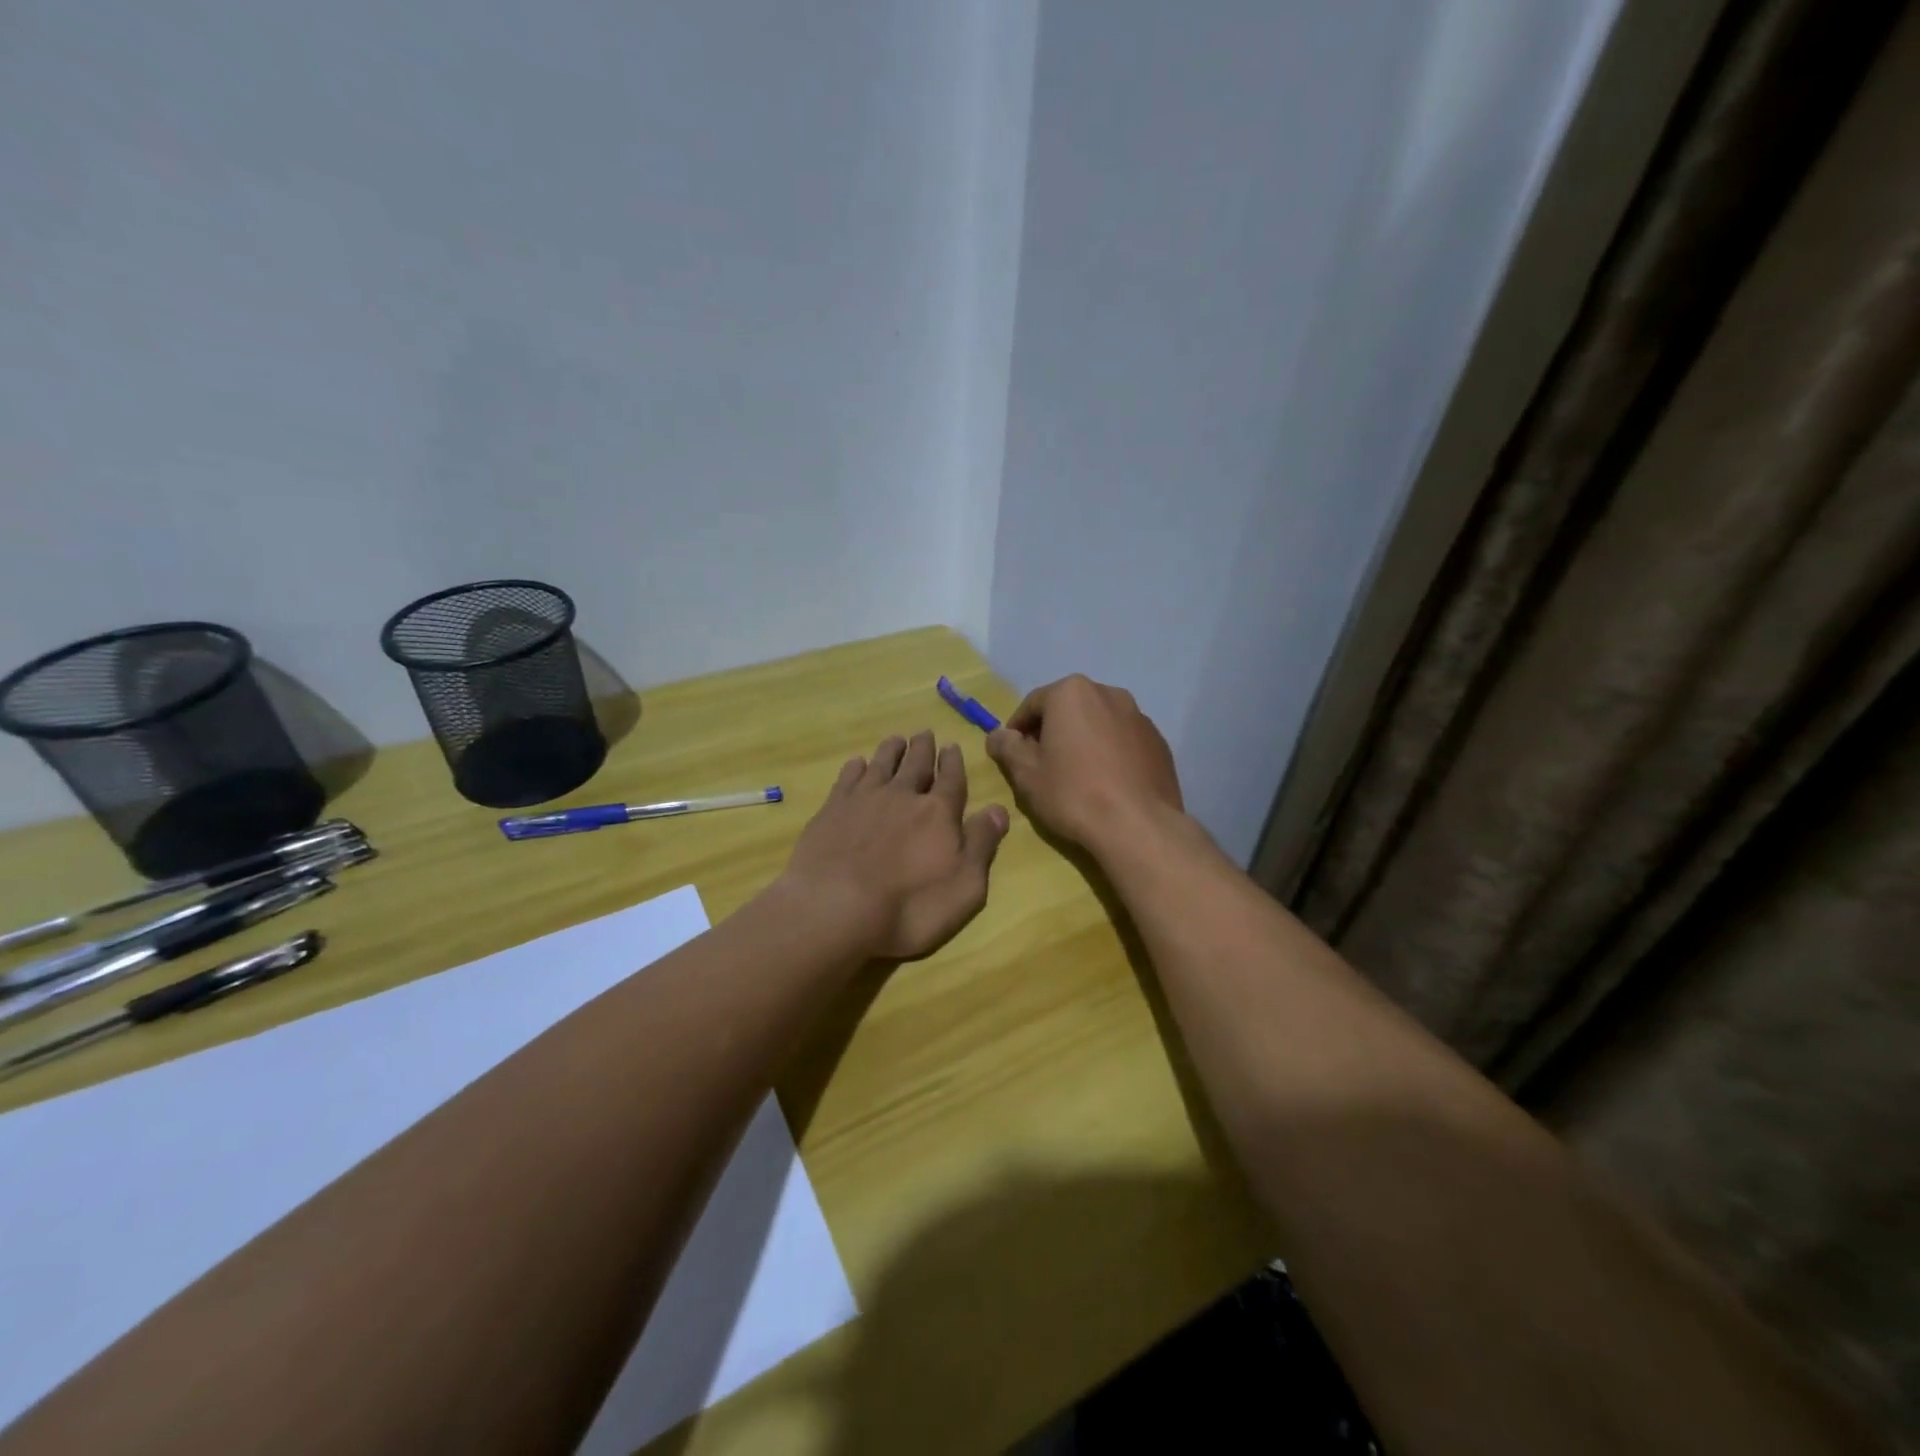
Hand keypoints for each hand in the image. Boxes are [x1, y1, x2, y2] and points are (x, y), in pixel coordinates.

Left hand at [782, 731, 1009, 960]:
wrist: (834, 909)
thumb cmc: (909, 908)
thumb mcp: (964, 888)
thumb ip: (982, 845)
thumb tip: (998, 810)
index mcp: (938, 813)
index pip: (951, 779)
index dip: (952, 762)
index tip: (951, 746)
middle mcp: (903, 796)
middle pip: (916, 764)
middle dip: (923, 748)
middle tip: (925, 733)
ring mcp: (863, 800)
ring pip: (881, 764)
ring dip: (891, 750)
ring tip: (896, 740)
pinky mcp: (831, 810)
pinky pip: (847, 778)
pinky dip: (855, 767)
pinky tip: (857, 763)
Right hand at [986, 675, 1184, 854]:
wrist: (1138, 826)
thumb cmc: (1073, 794)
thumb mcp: (1026, 774)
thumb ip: (1007, 748)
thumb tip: (997, 735)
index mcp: (1072, 692)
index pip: (1033, 704)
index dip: (1018, 729)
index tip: (1012, 754)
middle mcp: (1108, 693)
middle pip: (1069, 709)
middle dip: (1052, 731)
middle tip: (1042, 764)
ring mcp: (1138, 716)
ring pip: (1098, 723)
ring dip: (1083, 740)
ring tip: (1076, 775)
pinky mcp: (1158, 742)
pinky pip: (1123, 740)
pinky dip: (1110, 752)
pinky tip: (1106, 783)